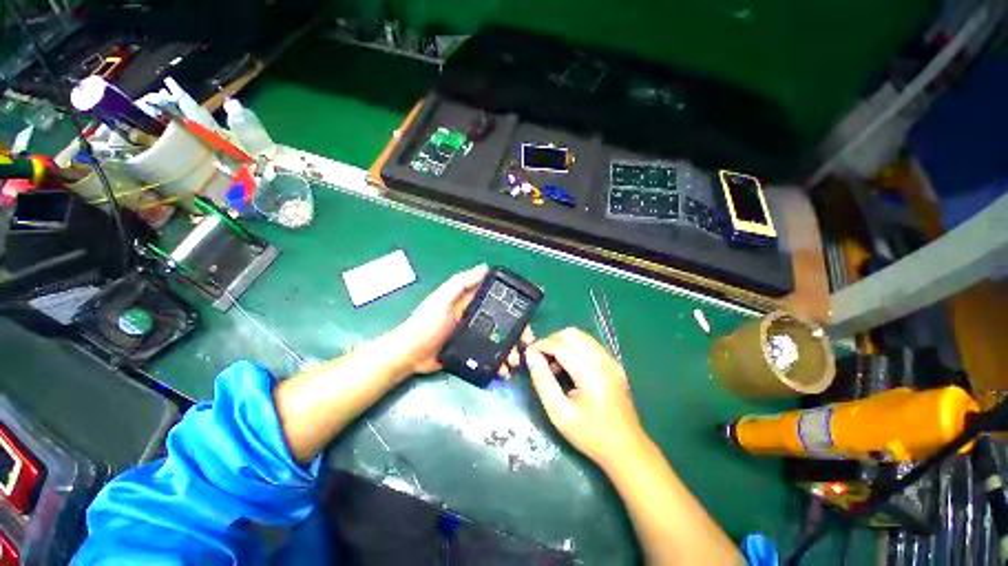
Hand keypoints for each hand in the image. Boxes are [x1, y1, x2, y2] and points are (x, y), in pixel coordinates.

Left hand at [394, 265, 532, 375]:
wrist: (409, 354)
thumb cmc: (426, 323)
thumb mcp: (443, 299)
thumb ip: (461, 283)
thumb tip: (485, 267)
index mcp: (471, 302)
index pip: (497, 299)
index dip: (514, 304)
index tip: (529, 311)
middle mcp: (476, 317)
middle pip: (503, 321)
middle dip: (518, 331)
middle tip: (527, 342)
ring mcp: (474, 336)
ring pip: (499, 340)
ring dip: (511, 349)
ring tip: (515, 361)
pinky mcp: (471, 352)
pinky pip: (490, 356)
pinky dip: (499, 363)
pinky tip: (503, 371)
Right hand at [525, 328, 647, 467]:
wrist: (627, 449)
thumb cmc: (591, 435)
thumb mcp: (559, 413)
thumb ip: (543, 381)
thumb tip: (531, 357)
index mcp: (591, 374)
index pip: (560, 346)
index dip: (541, 346)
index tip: (528, 355)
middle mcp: (603, 360)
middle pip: (572, 334)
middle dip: (551, 341)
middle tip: (540, 359)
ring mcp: (612, 361)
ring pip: (581, 336)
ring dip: (563, 343)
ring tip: (553, 364)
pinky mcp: (614, 364)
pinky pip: (590, 344)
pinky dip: (574, 348)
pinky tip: (568, 367)